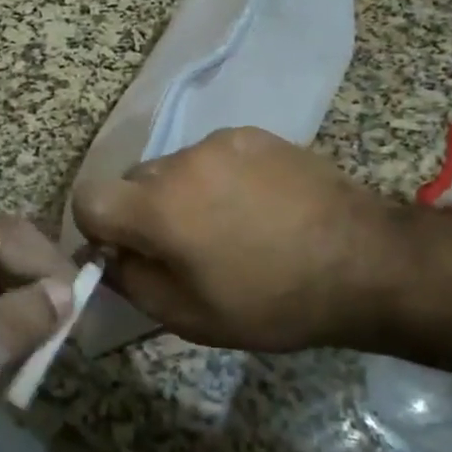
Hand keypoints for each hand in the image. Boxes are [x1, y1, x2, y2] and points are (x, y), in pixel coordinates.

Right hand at [73, 127, 387, 351]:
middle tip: (185, 248)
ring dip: (183, 194)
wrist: (363, 260)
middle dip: (144, 213)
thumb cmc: (272, 301)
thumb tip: (109, 256)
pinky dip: (218, 178)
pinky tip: (258, 206)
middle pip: (134, 182)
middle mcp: (180, 162)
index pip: (88, 197)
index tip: (127, 251)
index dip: (97, 227)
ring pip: (174, 168)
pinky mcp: (252, 133)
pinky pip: (212, 155)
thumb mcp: (191, 317)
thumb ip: (133, 283)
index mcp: (158, 208)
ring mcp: (219, 141)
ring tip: (230, 226)